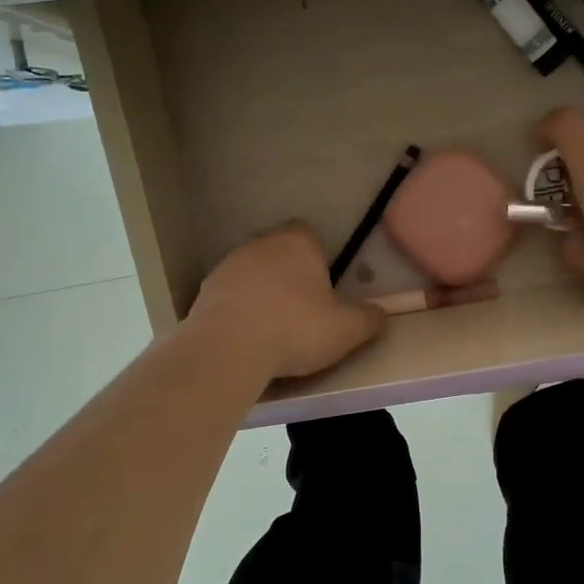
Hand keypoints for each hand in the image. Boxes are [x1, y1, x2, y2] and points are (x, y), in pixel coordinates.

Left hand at [188, 222, 384, 379]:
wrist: (229, 349)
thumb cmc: (296, 328)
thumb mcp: (347, 329)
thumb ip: (369, 319)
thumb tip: (380, 315)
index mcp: (297, 242)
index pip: (309, 234)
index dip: (318, 258)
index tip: (325, 287)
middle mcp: (260, 244)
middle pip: (279, 253)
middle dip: (290, 275)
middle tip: (304, 310)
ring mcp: (227, 266)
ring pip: (252, 274)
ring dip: (262, 293)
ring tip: (275, 329)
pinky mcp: (204, 293)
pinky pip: (230, 298)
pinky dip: (240, 312)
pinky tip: (249, 339)